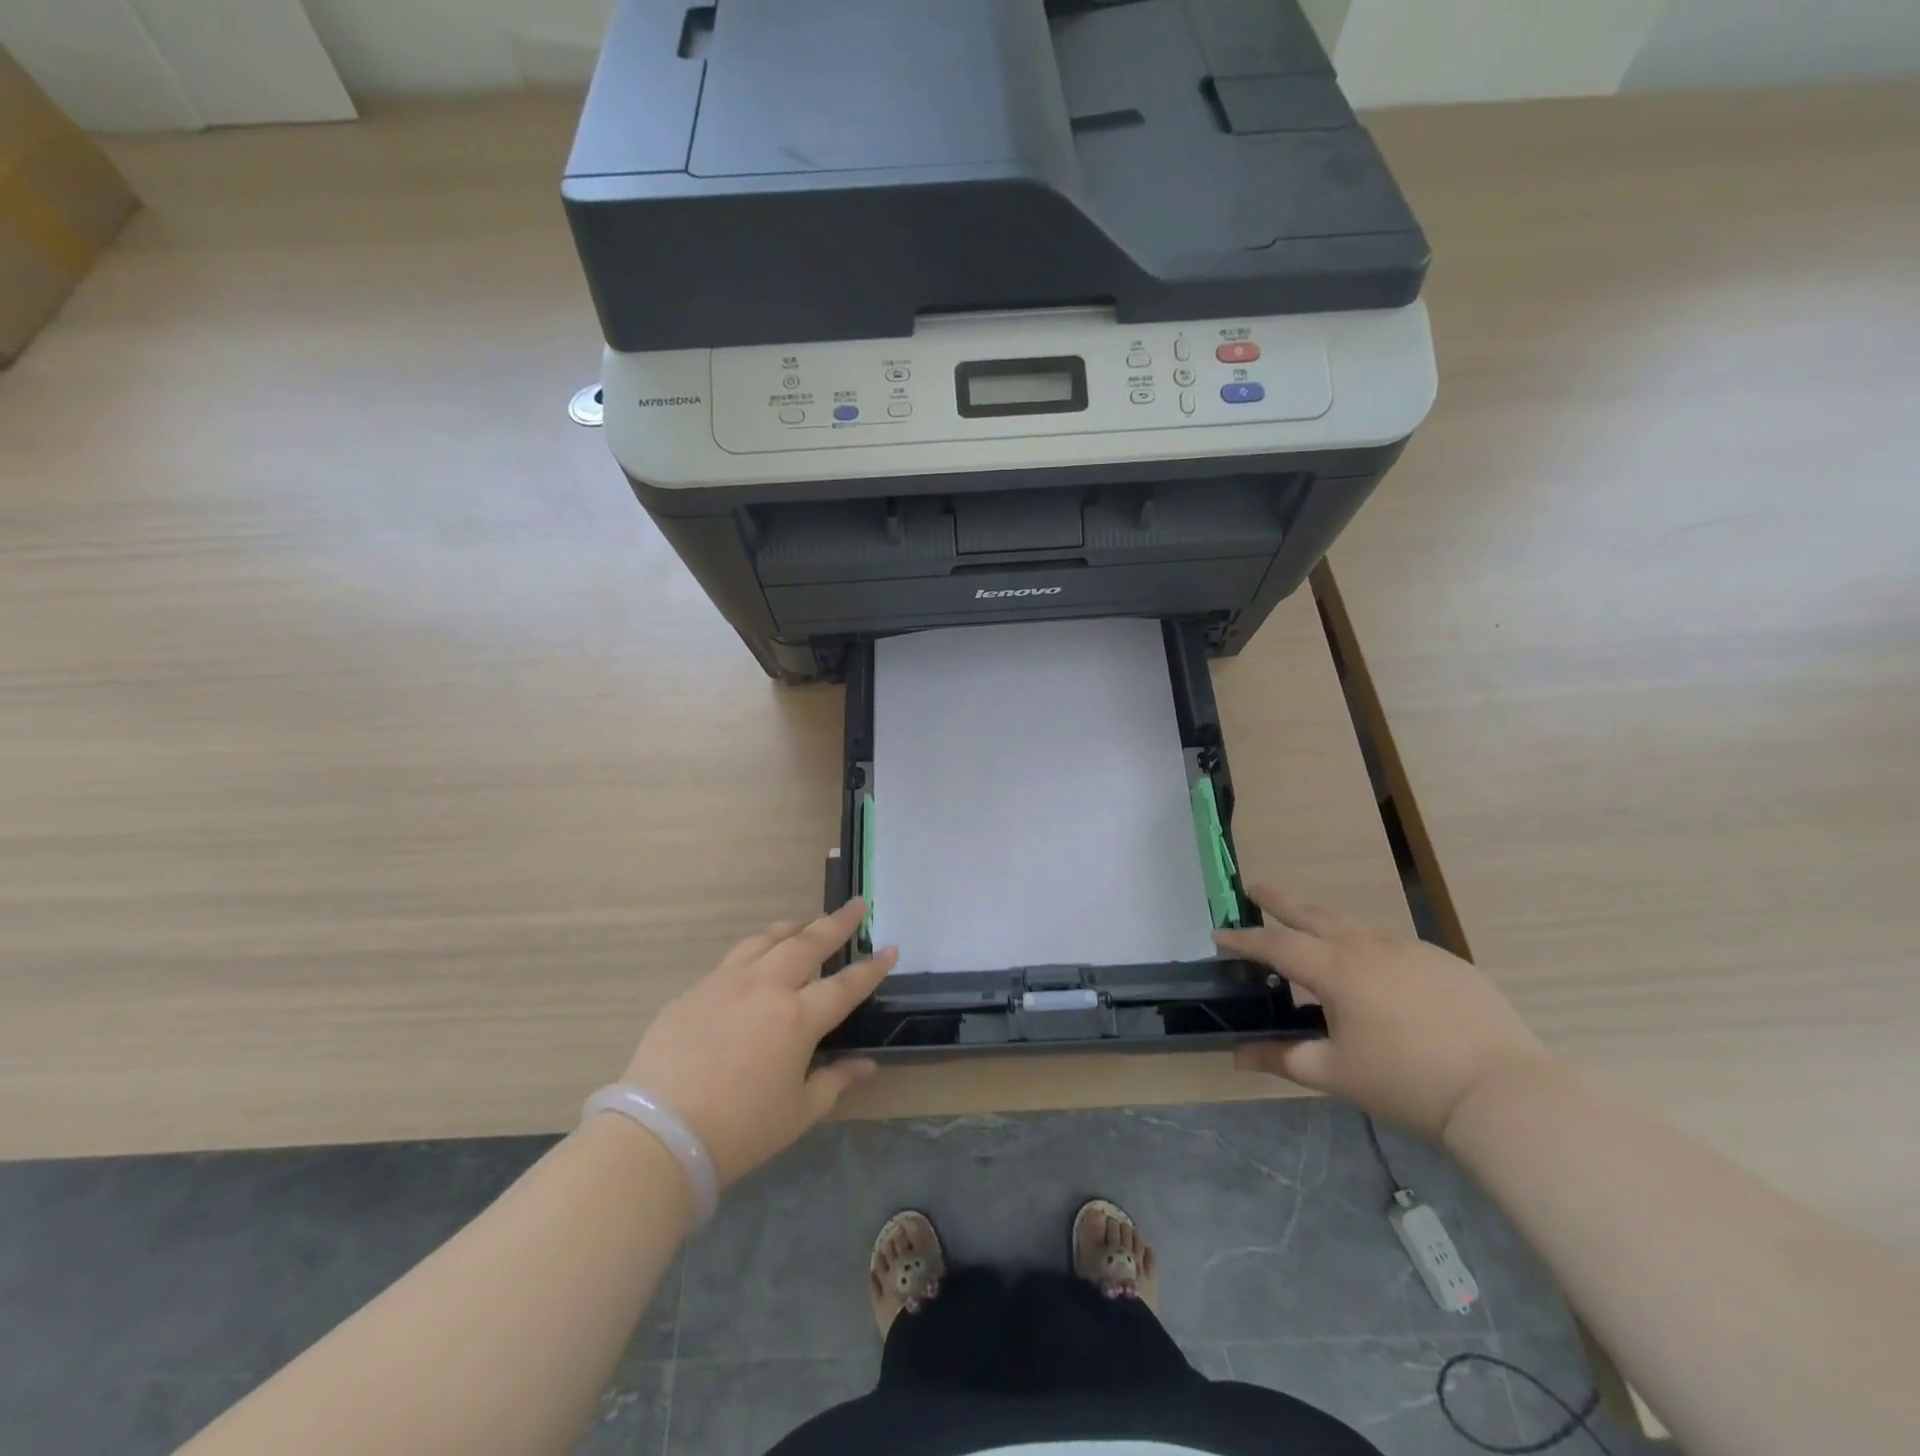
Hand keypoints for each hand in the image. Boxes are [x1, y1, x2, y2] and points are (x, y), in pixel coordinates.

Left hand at [618, 899, 896, 1187]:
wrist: (658, 1135)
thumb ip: (836, 1081)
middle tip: (855, 905)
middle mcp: (766, 987)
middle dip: (837, 922)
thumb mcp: (798, 1112)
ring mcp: (726, 982)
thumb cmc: (739, 1130)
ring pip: (767, 940)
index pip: (846, 984)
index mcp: (798, 1018)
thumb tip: (868, 1065)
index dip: (873, 967)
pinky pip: (734, 958)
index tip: (891, 948)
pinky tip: (756, 959)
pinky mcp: (695, 990)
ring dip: (793, 928)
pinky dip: (756, 949)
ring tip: (806, 923)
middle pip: (808, 943)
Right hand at [1216, 884, 1553, 1143]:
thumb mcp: (1334, 1074)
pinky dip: (1371, 950)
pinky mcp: (1446, 962)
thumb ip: (1281, 1058)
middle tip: (1255, 888)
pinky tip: (1380, 978)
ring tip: (1312, 933)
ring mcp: (1411, 950)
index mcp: (1335, 969)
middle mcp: (1368, 946)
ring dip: (1325, 923)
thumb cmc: (1406, 1083)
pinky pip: (1395, 948)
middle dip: (1279, 900)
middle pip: (1313, 914)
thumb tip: (1237, 1056)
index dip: (1243, 940)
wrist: (1503, 1094)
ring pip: (1355, 927)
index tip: (1218, 932)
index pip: (1275, 945)